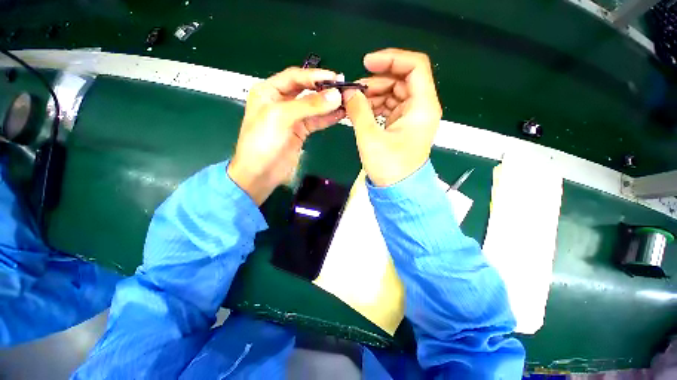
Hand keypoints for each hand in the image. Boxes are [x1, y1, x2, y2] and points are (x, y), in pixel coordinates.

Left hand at [228, 67, 343, 204]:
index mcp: (269, 91)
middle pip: (306, 90)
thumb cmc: (263, 141)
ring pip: (314, 107)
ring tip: (347, 101)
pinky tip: (341, 115)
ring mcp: (292, 118)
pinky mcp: (301, 132)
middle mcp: (281, 101)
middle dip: (324, 90)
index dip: (315, 76)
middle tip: (344, 89)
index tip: (335, 78)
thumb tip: (336, 95)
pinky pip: (317, 122)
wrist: (261, 173)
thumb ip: (309, 105)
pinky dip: (328, 118)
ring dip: (329, 105)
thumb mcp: (282, 117)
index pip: (295, 77)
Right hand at [342, 48, 441, 186]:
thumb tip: (348, 93)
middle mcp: (420, 108)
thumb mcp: (370, 138)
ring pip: (393, 94)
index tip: (367, 63)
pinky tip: (360, 112)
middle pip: (401, 80)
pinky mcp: (402, 126)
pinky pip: (389, 107)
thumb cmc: (389, 167)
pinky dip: (375, 107)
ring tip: (354, 104)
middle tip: (354, 92)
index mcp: (422, 107)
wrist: (397, 190)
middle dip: (376, 81)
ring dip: (373, 95)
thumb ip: (358, 111)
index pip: (414, 67)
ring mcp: (411, 117)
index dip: (391, 59)